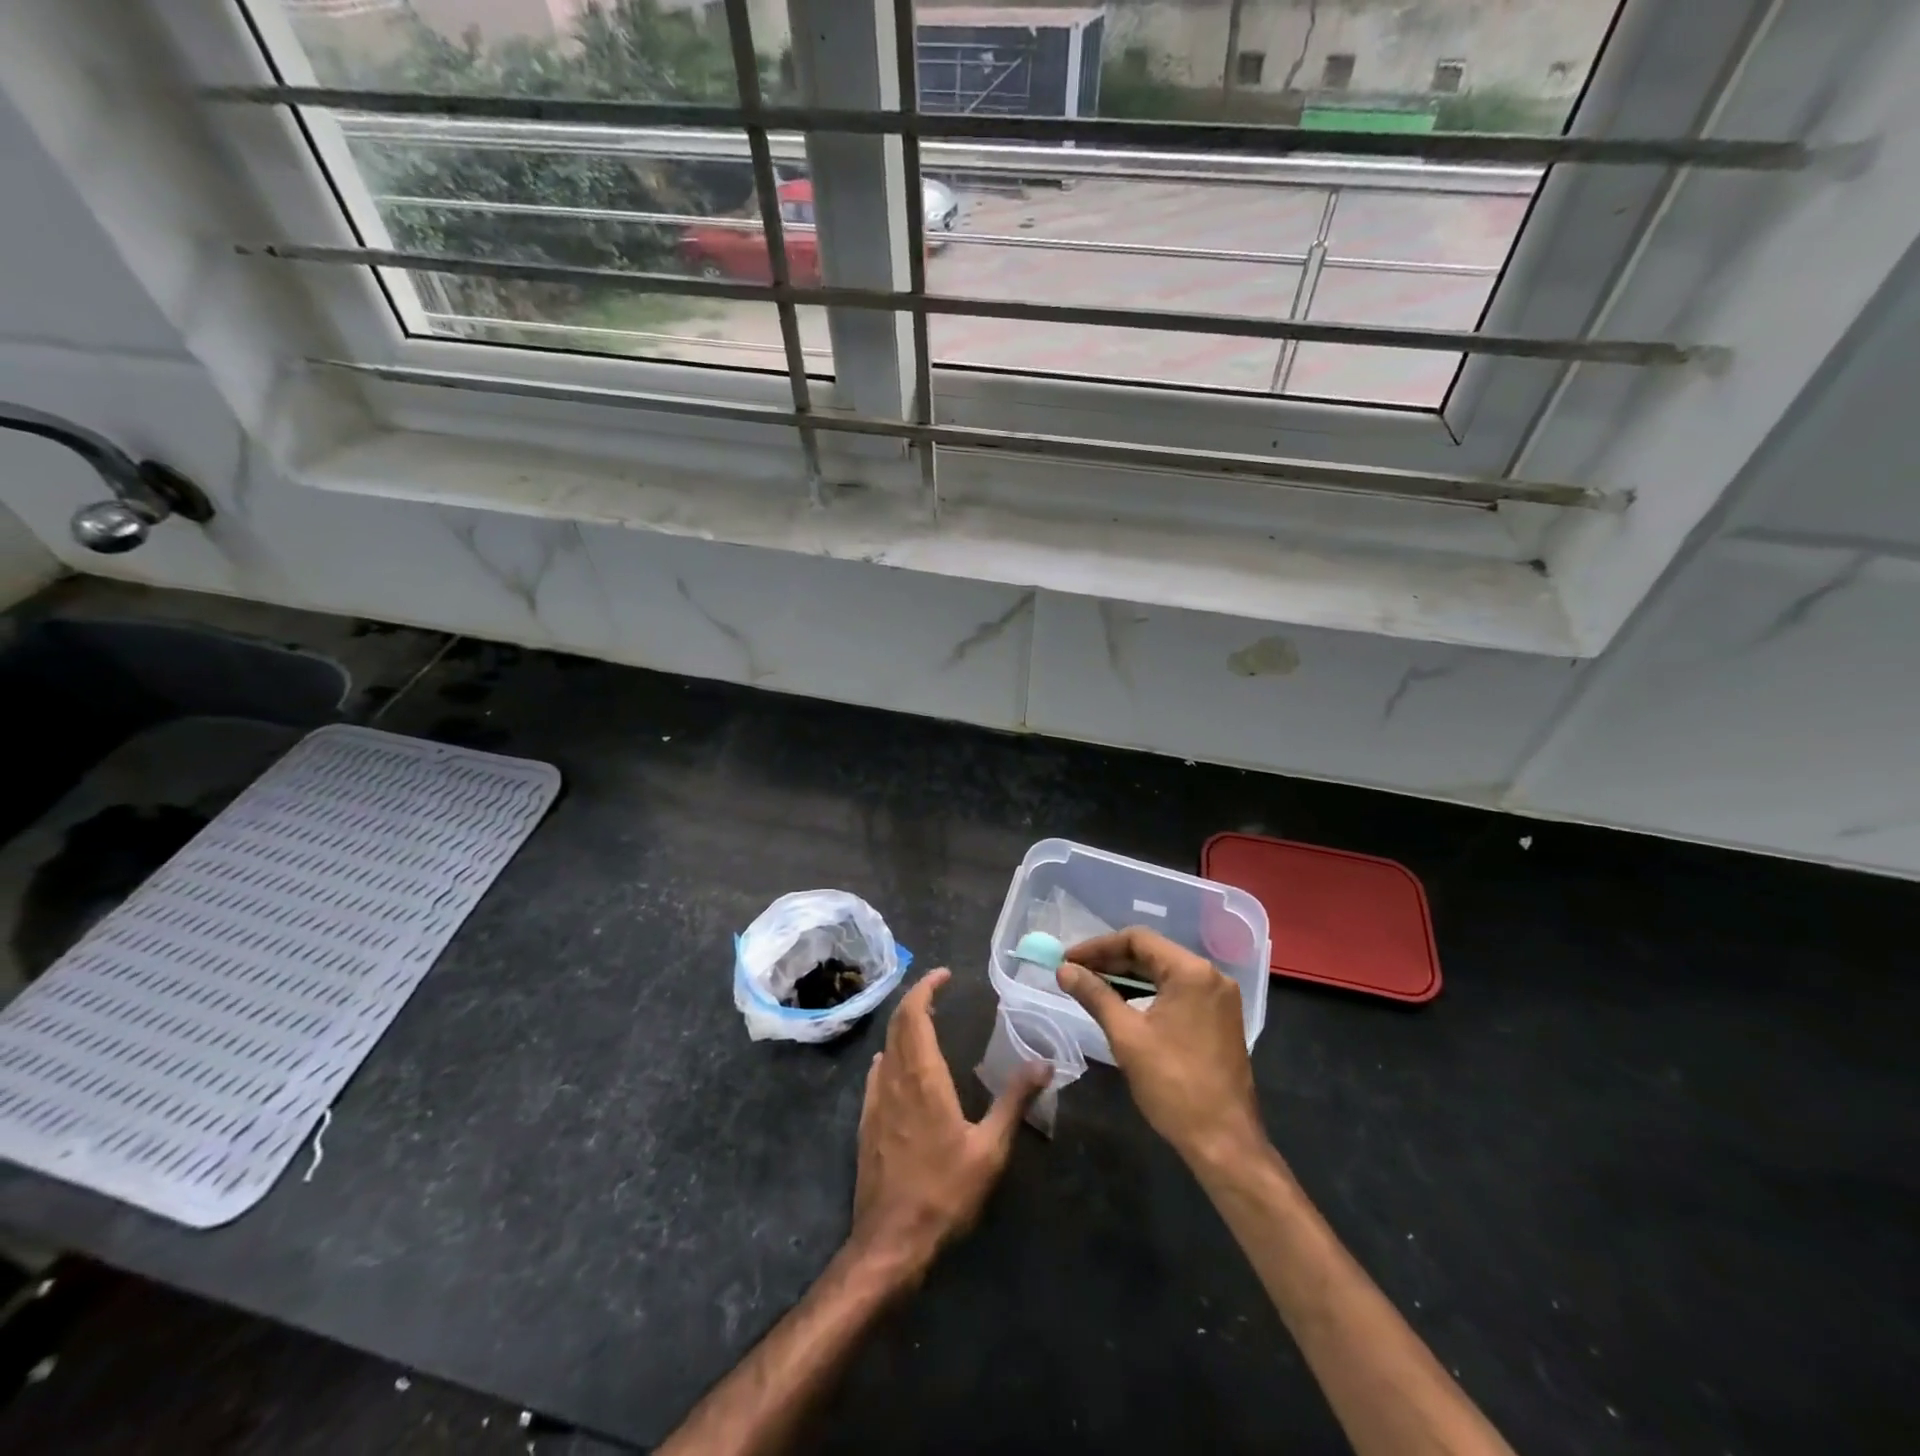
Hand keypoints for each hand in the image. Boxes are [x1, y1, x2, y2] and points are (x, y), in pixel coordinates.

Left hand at [850, 969, 1048, 1280]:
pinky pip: (877, 1072)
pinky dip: (891, 1053)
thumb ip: (1014, 1101)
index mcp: (922, 1076)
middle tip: (939, 991)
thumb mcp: (990, 1149)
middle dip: (916, 1000)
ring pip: (886, 1046)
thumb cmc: (944, 1193)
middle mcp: (894, 1078)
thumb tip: (1044, 1063)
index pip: (914, 1014)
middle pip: (897, 1023)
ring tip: (927, 1022)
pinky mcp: (866, 1121)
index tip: (944, 975)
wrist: (890, 1241)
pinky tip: (901, 1065)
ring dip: (904, 1026)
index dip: (926, 988)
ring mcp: (875, 1100)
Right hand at [1057, 928, 1265, 1171]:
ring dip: (1127, 978)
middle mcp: (1210, 975)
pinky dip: (1148, 993)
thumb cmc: (1173, 1085)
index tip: (1068, 959)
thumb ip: (1094, 995)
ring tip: (1090, 986)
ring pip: (1164, 973)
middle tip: (1074, 972)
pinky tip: (1121, 1004)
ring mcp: (1219, 997)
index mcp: (1191, 972)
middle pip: (1152, 953)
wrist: (1224, 1141)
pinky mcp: (1219, 1018)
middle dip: (1110, 961)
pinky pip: (1177, 992)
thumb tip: (1064, 970)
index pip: (1137, 940)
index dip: (1098, 946)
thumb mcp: (1126, 1036)